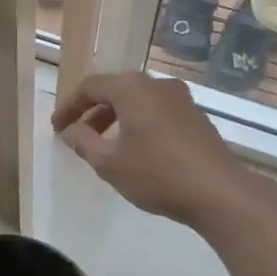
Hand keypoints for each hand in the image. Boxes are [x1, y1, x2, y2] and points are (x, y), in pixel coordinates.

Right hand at [51, 72, 270, 227]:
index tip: (58, 128)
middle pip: (116, 89)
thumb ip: (83, 142)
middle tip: (77, 135)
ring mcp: (181, 98)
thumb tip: (70, 130)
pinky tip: (136, 149)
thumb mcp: (110, 163)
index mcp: (132, 88)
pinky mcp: (195, 116)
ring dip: (116, 117)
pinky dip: (139, 122)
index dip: (70, 106)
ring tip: (104, 145)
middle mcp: (157, 84)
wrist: (219, 191)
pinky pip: (157, 110)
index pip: (91, 86)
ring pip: (138, 100)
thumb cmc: (157, 174)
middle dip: (93, 111)